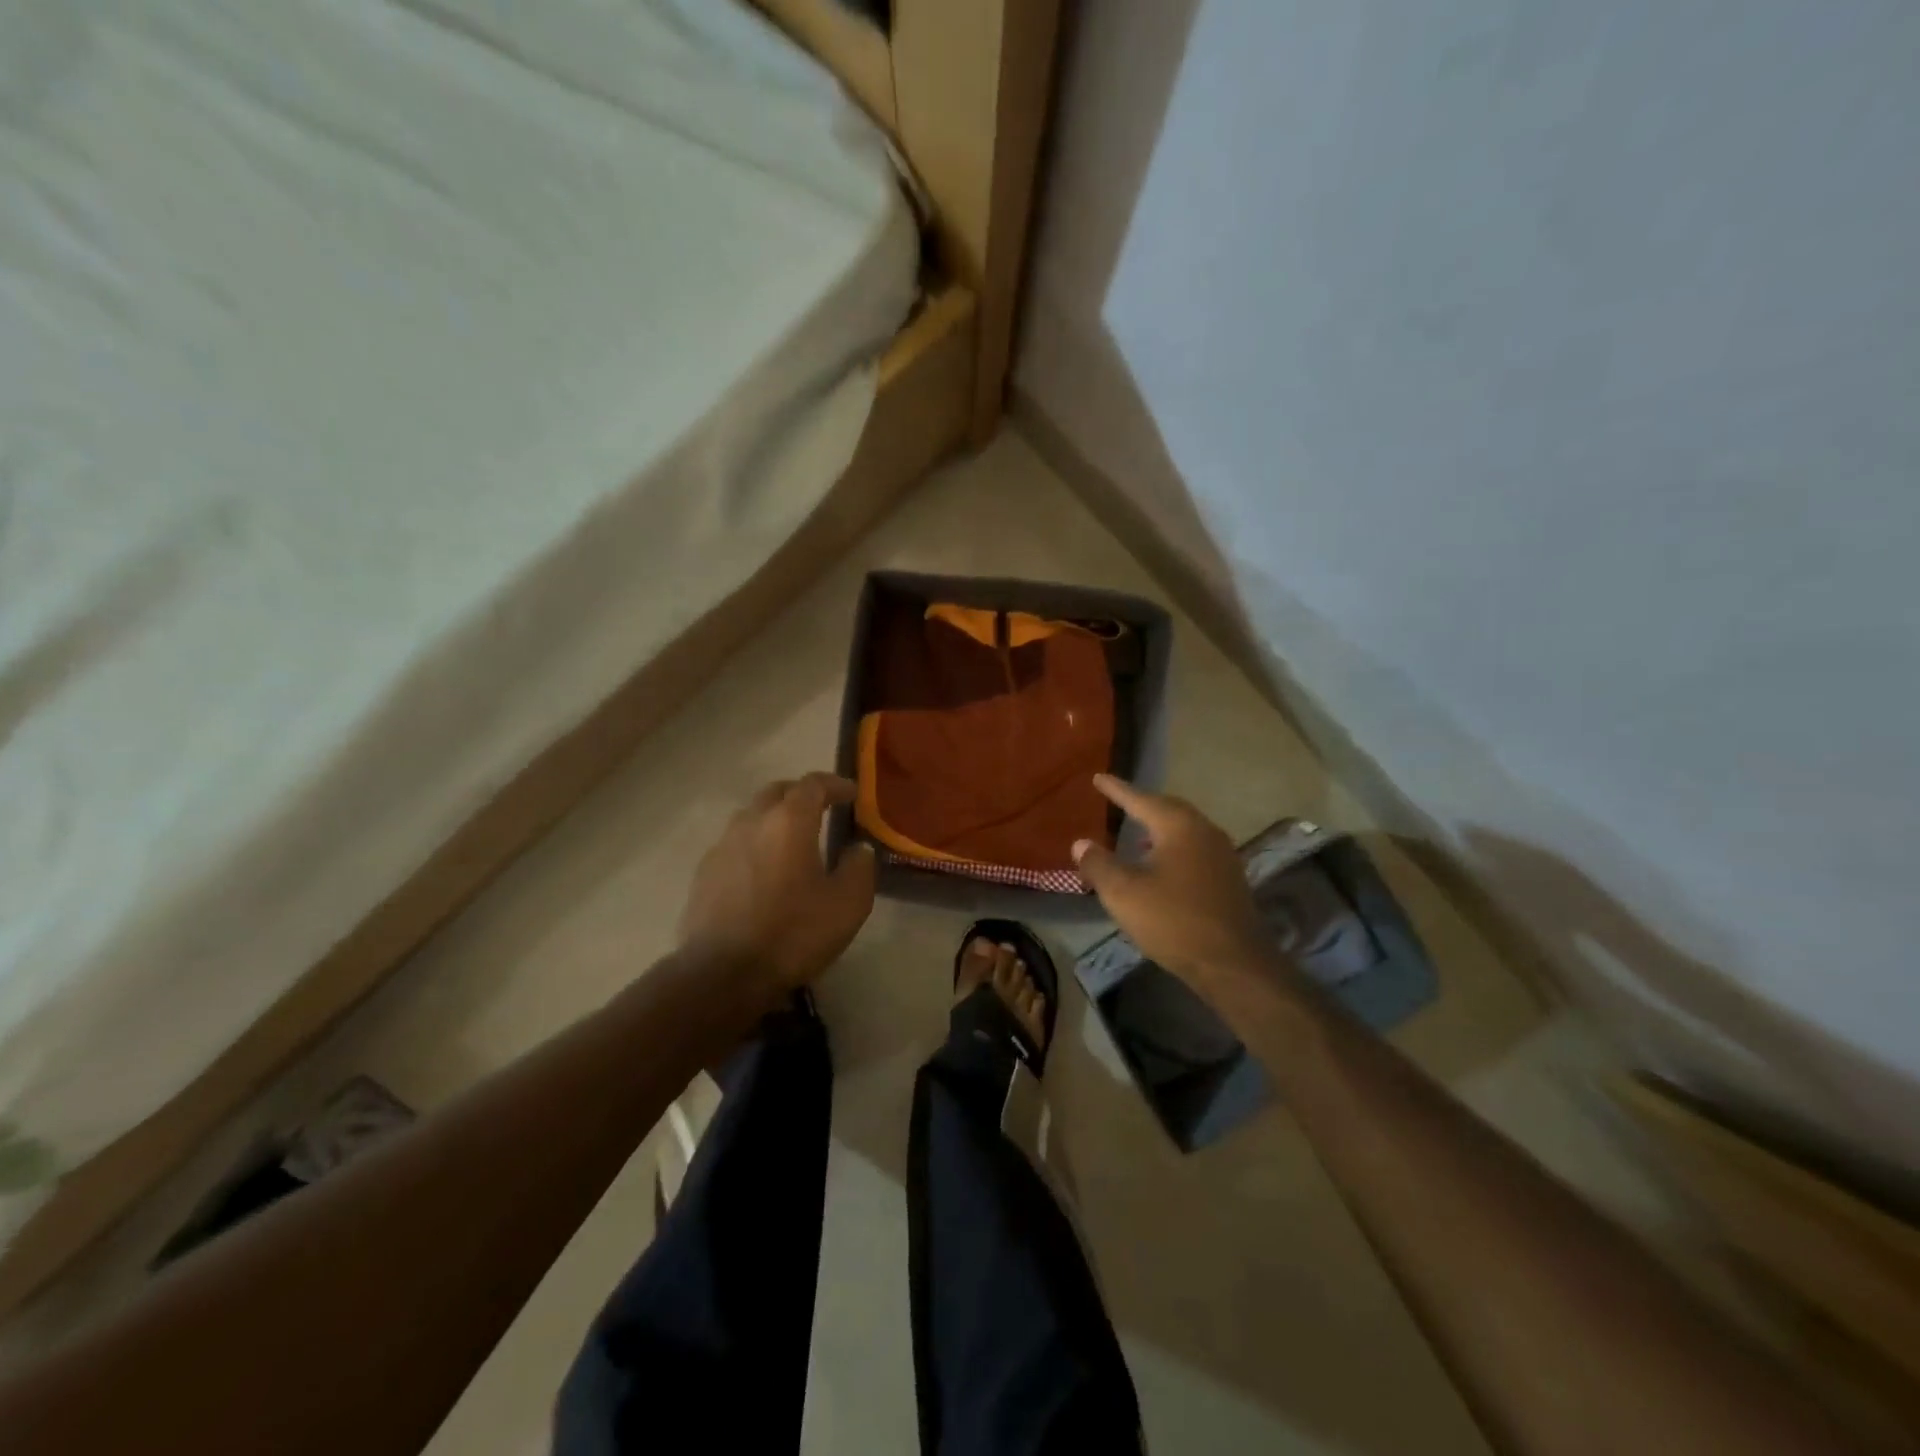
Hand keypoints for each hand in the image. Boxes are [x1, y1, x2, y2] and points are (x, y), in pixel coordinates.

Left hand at [679, 773, 876, 1004]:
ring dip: (774, 818)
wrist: (722, 974)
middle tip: (822, 809)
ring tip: (792, 840)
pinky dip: (754, 844)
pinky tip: (764, 871)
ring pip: (752, 816)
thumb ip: (859, 867)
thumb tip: (858, 849)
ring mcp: (722, 846)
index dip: (835, 784)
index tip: (852, 794)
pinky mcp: (704, 873)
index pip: (813, 784)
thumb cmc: (792, 934)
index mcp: (789, 822)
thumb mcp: (847, 904)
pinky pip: (735, 843)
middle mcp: (752, 822)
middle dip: (801, 794)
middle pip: (777, 792)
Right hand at [1072, 775, 1272, 986]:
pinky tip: (1161, 866)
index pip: (1141, 799)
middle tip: (1120, 801)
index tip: (1098, 777)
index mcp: (1179, 826)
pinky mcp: (1229, 879)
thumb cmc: (1173, 920)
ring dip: (1159, 828)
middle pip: (1169, 809)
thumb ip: (1098, 864)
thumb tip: (1081, 843)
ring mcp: (1222, 855)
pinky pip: (1195, 849)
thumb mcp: (1123, 893)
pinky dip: (1173, 848)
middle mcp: (1205, 831)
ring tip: (1137, 835)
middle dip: (1143, 805)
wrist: (1233, 963)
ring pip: (1185, 830)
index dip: (1117, 790)